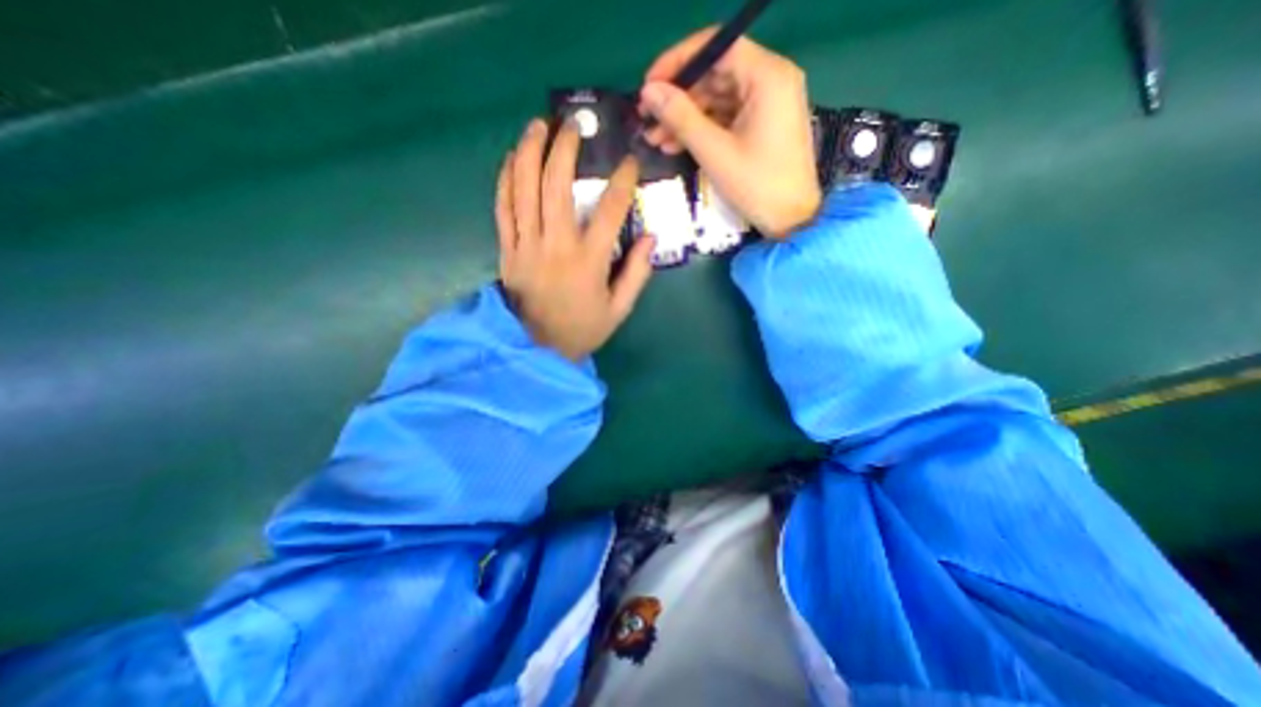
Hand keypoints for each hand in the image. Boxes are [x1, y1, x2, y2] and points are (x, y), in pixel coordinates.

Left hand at [495, 119, 655, 361]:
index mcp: (589, 261)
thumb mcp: (619, 309)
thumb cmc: (582, 329)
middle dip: (565, 148)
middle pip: (556, 185)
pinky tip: (511, 159)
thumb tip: (650, 237)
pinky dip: (505, 180)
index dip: (622, 181)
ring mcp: (527, 246)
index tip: (628, 163)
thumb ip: (637, 273)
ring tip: (538, 126)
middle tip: (573, 125)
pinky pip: (502, 208)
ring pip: (524, 189)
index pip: (610, 210)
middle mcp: (556, 246)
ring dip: (529, 152)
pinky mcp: (507, 250)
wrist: (538, 349)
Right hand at [641, 28, 816, 235]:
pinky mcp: (762, 125)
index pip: (716, 47)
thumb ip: (680, 117)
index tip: (649, 85)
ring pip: (717, 99)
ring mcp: (767, 104)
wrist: (792, 220)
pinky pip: (726, 117)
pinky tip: (675, 145)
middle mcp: (771, 80)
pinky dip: (701, 130)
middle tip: (647, 119)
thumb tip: (648, 92)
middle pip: (715, 74)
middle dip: (678, 98)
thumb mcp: (715, 152)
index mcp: (767, 76)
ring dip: (685, 118)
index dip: (678, 62)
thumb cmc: (757, 186)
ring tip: (654, 139)